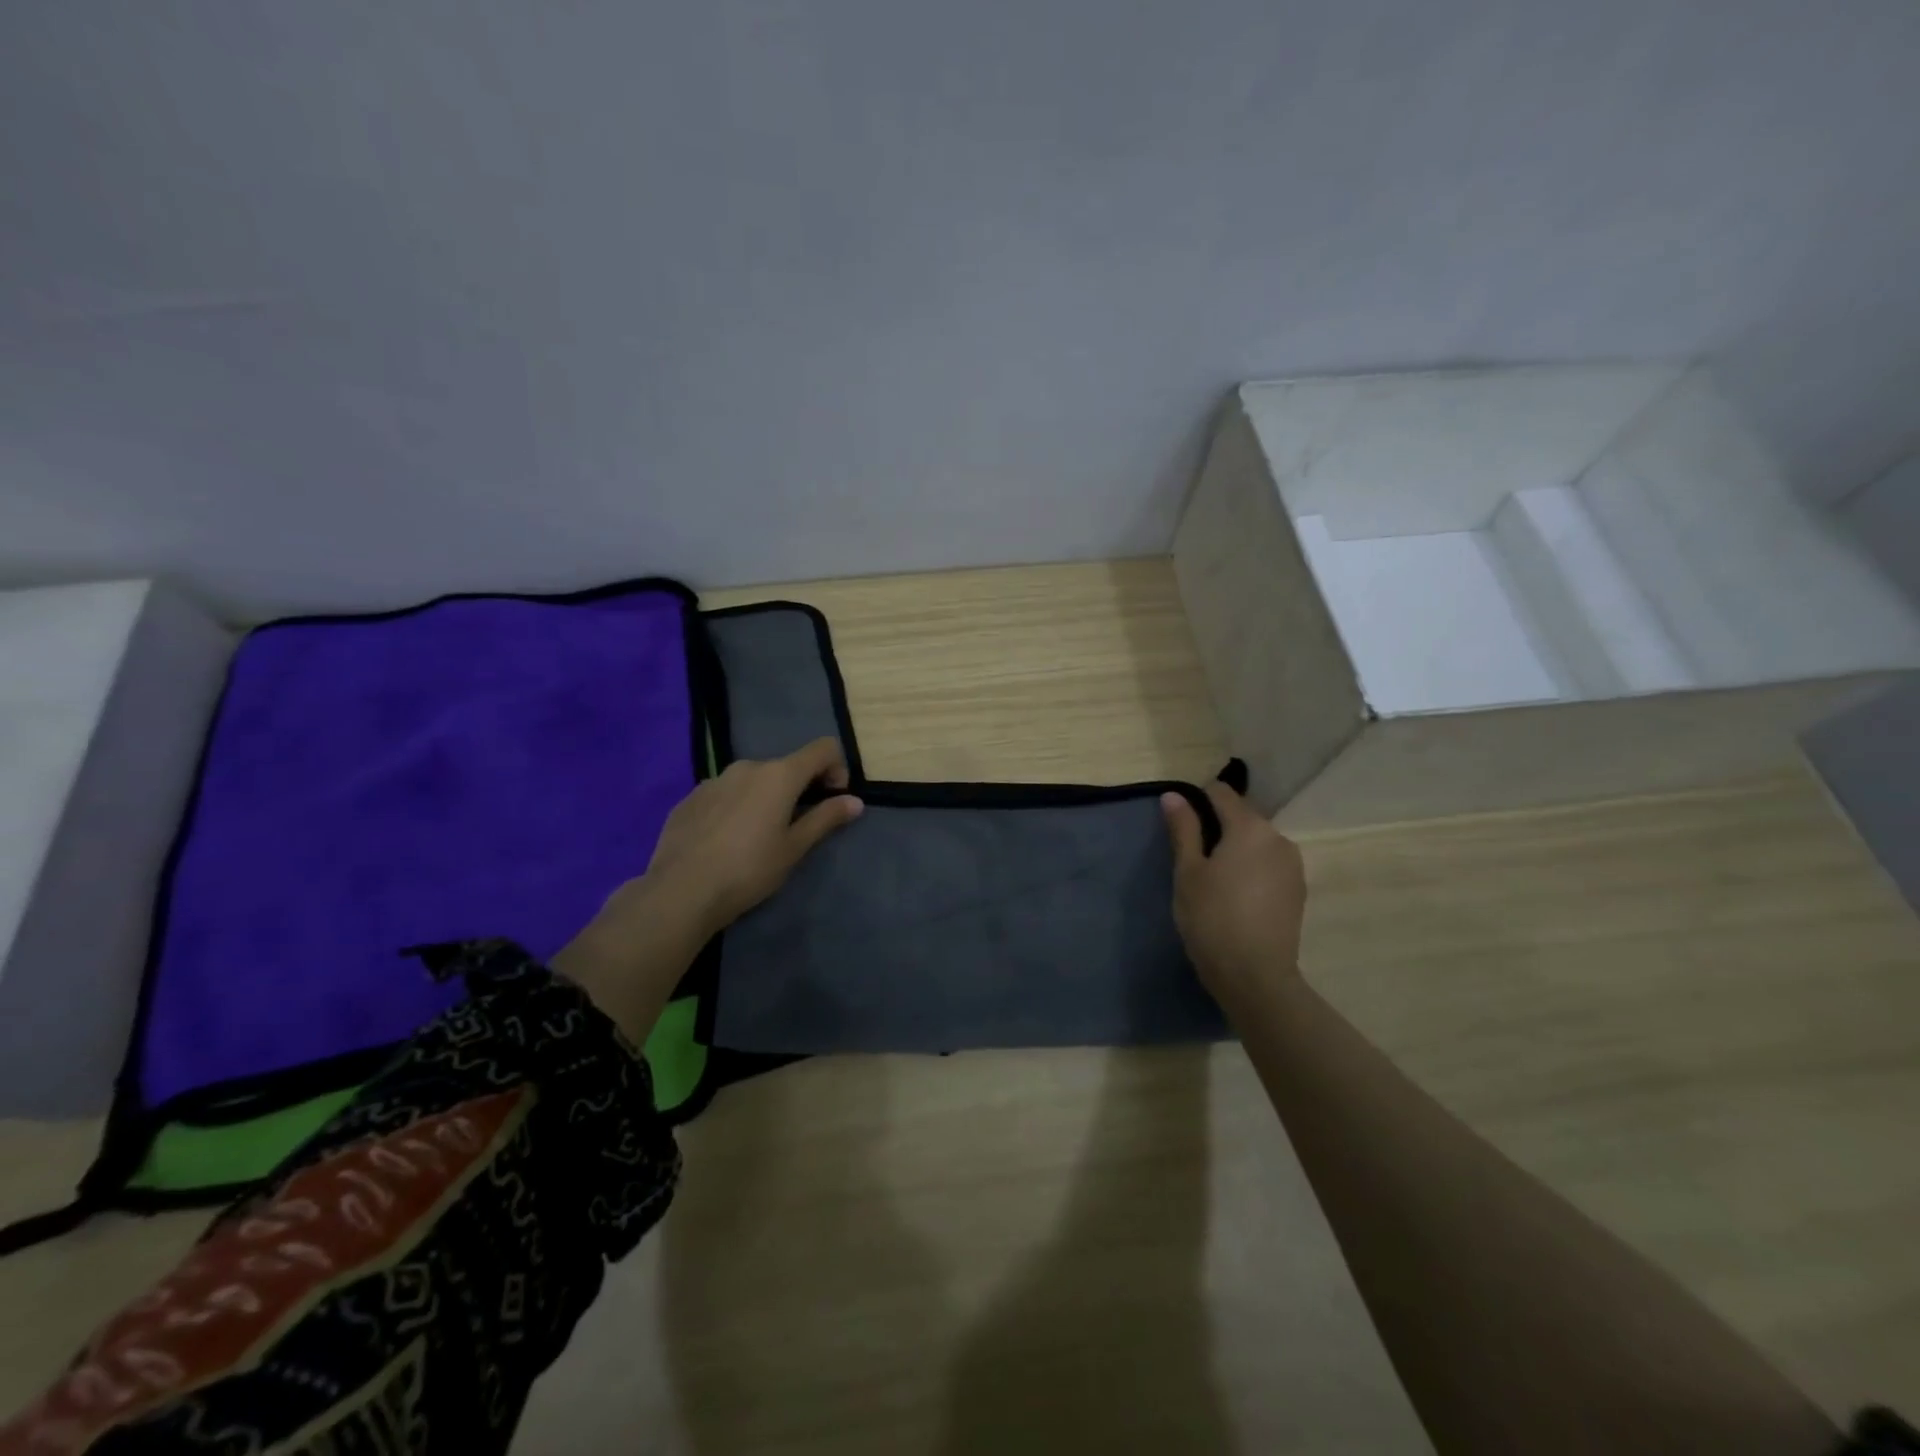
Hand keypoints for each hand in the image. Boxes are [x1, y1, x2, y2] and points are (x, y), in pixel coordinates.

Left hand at [555, 739, 861, 1040]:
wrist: (680, 891)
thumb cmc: (748, 870)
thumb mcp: (794, 848)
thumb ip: (826, 819)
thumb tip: (855, 801)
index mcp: (779, 775)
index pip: (823, 749)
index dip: (837, 769)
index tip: (832, 800)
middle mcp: (747, 767)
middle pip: (786, 766)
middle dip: (799, 788)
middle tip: (796, 826)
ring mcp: (714, 779)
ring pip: (753, 780)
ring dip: (765, 798)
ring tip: (757, 837)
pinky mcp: (690, 797)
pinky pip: (725, 793)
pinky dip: (736, 807)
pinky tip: (726, 841)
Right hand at [1161, 780, 1306, 1009]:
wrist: (1256, 977)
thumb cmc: (1212, 918)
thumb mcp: (1188, 872)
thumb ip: (1183, 829)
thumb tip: (1174, 795)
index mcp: (1250, 827)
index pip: (1221, 793)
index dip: (1197, 801)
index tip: (1180, 825)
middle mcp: (1278, 838)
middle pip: (1242, 816)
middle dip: (1218, 826)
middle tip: (1192, 857)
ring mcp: (1293, 865)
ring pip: (1257, 841)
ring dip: (1236, 848)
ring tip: (1214, 879)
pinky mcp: (1298, 890)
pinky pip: (1269, 864)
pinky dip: (1251, 868)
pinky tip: (1236, 896)